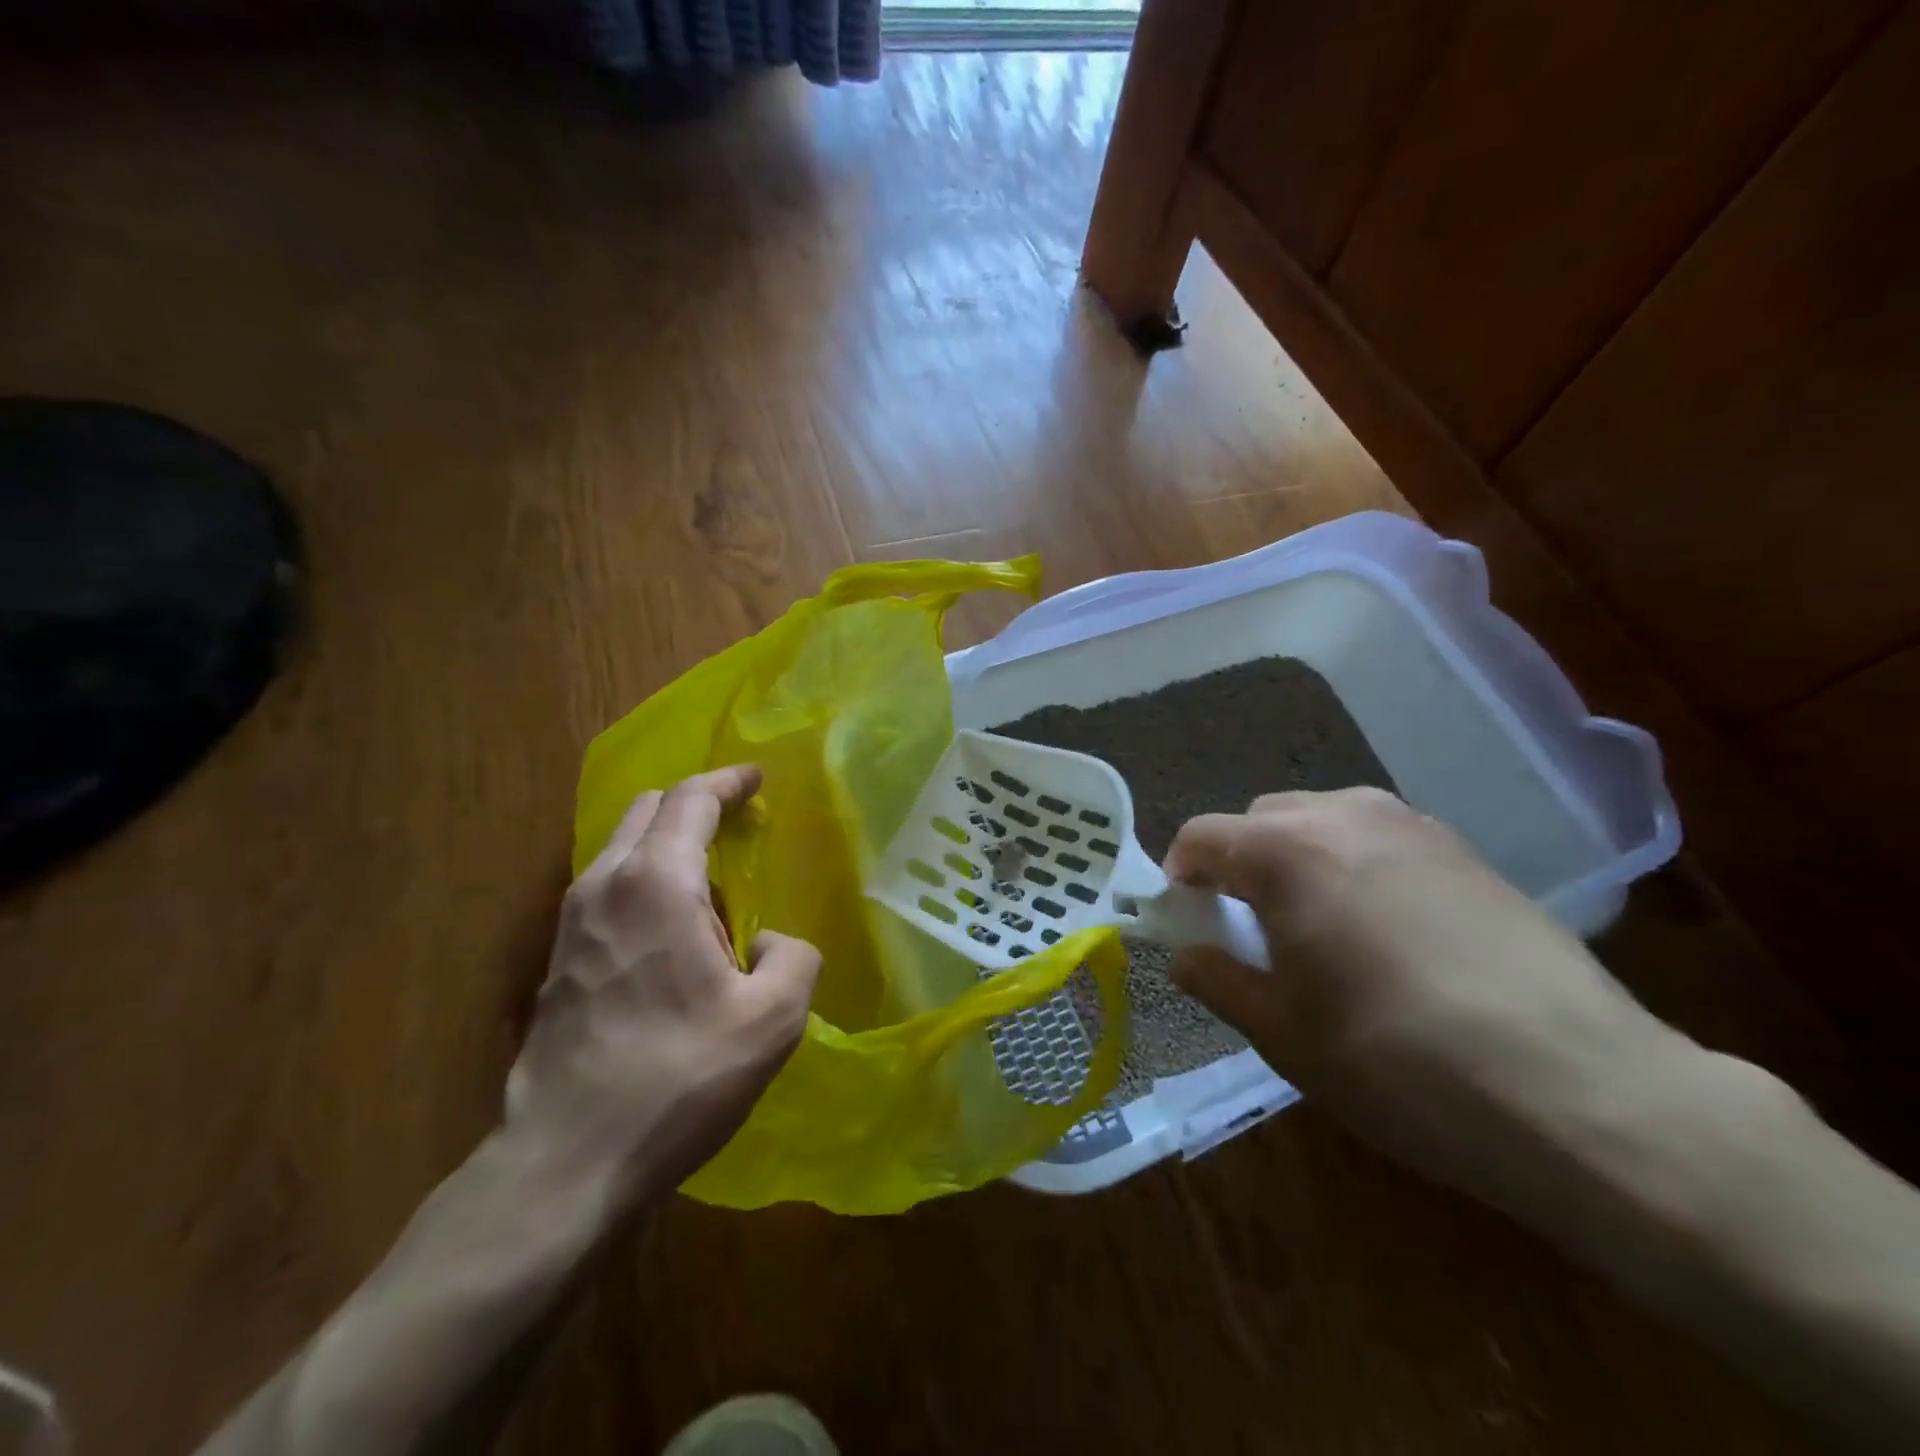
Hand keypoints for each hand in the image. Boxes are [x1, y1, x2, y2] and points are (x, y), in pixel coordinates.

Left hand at [505, 766, 819, 1206]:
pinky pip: (608, 888)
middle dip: (694, 803)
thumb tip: (769, 942)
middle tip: (737, 821)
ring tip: (712, 880)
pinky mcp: (558, 959)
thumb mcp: (772, 1021)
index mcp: (658, 884)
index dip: (728, 781)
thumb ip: (793, 959)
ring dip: (667, 843)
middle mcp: (605, 886)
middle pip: (648, 810)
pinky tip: (673, 927)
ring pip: (622, 848)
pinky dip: (645, 879)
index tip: (756, 777)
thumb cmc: (678, 1078)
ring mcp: (572, 923)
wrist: (566, 1161)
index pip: (691, 800)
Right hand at [1166, 788, 1675, 1200]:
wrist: (1582, 1091)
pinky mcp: (1466, 850)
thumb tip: (1184, 952)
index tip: (1189, 921)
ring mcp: (1412, 825)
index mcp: (1285, 850)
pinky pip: (1379, 838)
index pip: (1201, 836)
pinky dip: (1354, 865)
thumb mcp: (1282, 1033)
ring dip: (1297, 859)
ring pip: (1322, 821)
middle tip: (1252, 929)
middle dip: (1240, 863)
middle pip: (1261, 819)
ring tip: (1319, 928)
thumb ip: (1216, 978)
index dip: (1180, 875)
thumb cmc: (1398, 1062)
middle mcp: (1343, 815)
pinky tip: (1386, 932)